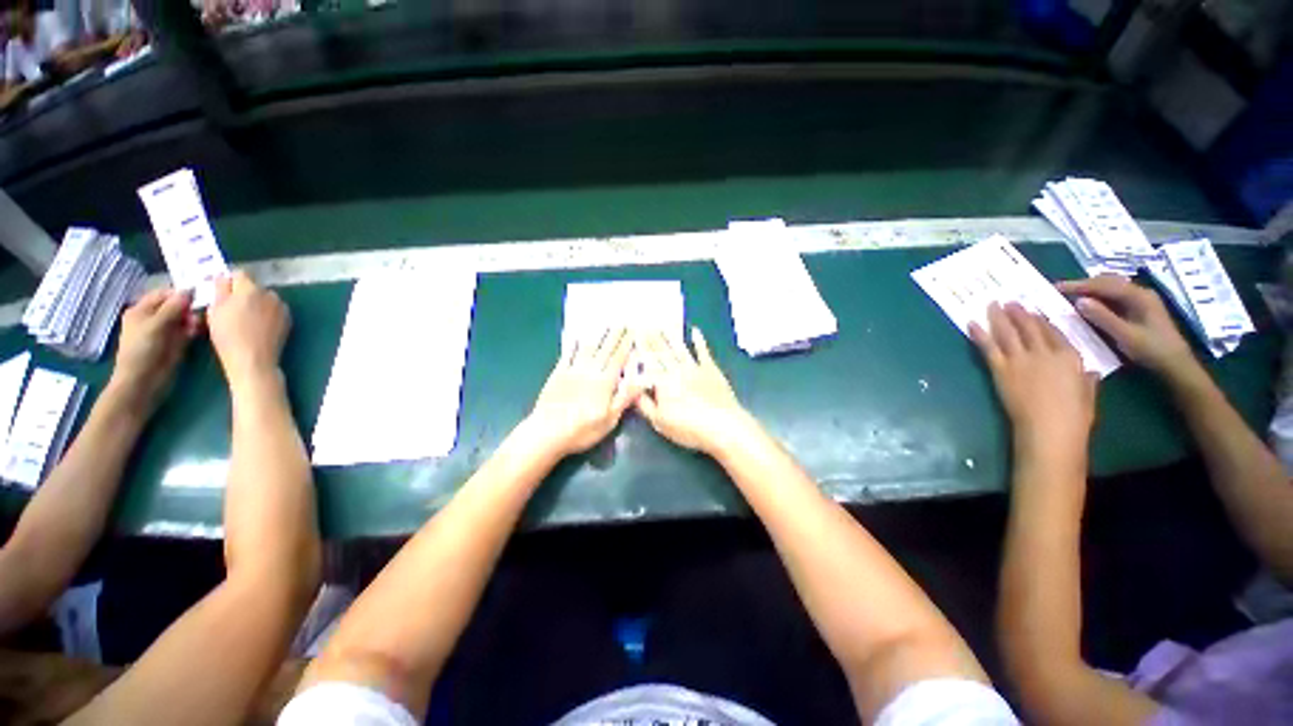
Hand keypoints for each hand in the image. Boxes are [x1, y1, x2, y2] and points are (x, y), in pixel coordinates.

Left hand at [110, 288, 199, 410]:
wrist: (143, 380)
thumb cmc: (143, 350)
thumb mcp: (156, 324)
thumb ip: (173, 307)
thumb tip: (189, 290)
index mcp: (141, 310)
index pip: (164, 294)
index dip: (179, 294)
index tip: (197, 297)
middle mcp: (152, 318)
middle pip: (175, 306)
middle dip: (188, 309)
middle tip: (197, 315)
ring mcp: (164, 331)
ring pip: (183, 318)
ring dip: (191, 320)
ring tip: (196, 326)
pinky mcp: (175, 342)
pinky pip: (186, 331)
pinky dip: (192, 329)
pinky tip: (196, 332)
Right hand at [207, 272, 290, 389]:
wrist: (253, 358)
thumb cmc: (228, 334)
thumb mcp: (215, 309)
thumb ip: (220, 289)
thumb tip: (223, 277)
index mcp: (249, 288)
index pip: (240, 274)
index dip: (230, 281)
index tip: (222, 291)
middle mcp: (269, 294)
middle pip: (254, 286)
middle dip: (243, 293)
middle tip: (232, 307)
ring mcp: (281, 307)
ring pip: (265, 298)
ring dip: (256, 303)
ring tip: (245, 318)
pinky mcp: (288, 319)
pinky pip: (274, 310)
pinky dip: (266, 313)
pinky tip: (258, 325)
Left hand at [525, 327, 638, 456]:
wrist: (546, 433)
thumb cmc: (582, 430)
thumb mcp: (609, 419)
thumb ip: (624, 398)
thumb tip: (641, 381)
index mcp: (604, 382)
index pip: (618, 359)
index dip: (625, 345)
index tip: (632, 331)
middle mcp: (589, 371)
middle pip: (604, 350)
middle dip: (614, 336)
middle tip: (622, 322)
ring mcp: (572, 371)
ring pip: (588, 349)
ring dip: (598, 336)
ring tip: (605, 325)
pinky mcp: (557, 375)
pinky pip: (568, 356)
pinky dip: (573, 346)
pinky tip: (577, 339)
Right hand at [635, 328, 750, 453]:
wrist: (723, 426)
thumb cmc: (688, 427)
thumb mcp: (659, 421)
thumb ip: (644, 404)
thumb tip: (632, 390)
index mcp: (662, 382)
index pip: (648, 361)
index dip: (641, 348)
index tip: (634, 334)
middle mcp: (677, 370)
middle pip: (662, 351)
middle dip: (652, 337)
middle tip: (645, 323)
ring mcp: (695, 368)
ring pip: (679, 348)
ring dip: (671, 335)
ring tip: (663, 324)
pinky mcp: (711, 370)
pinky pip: (703, 352)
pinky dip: (699, 341)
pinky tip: (695, 331)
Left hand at [970, 304, 1096, 467]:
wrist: (1049, 429)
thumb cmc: (1074, 417)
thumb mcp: (1088, 394)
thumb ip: (1085, 379)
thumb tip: (1086, 371)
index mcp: (1070, 357)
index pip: (1053, 332)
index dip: (1041, 320)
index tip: (1033, 310)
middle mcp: (1044, 353)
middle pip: (1029, 327)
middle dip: (1018, 312)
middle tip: (1009, 300)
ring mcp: (1021, 360)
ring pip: (1008, 332)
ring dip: (998, 316)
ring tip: (992, 304)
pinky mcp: (1001, 369)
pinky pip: (988, 347)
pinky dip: (979, 334)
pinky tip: (971, 323)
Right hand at [1057, 276, 1195, 379]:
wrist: (1176, 364)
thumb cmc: (1151, 350)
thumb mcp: (1125, 336)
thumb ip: (1103, 317)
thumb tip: (1079, 301)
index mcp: (1138, 296)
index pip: (1104, 285)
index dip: (1079, 285)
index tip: (1056, 288)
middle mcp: (1140, 293)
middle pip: (1109, 281)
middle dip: (1085, 284)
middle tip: (1061, 291)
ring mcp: (1141, 300)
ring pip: (1112, 287)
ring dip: (1092, 289)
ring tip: (1072, 296)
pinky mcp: (1139, 308)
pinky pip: (1115, 296)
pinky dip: (1099, 296)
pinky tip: (1090, 304)